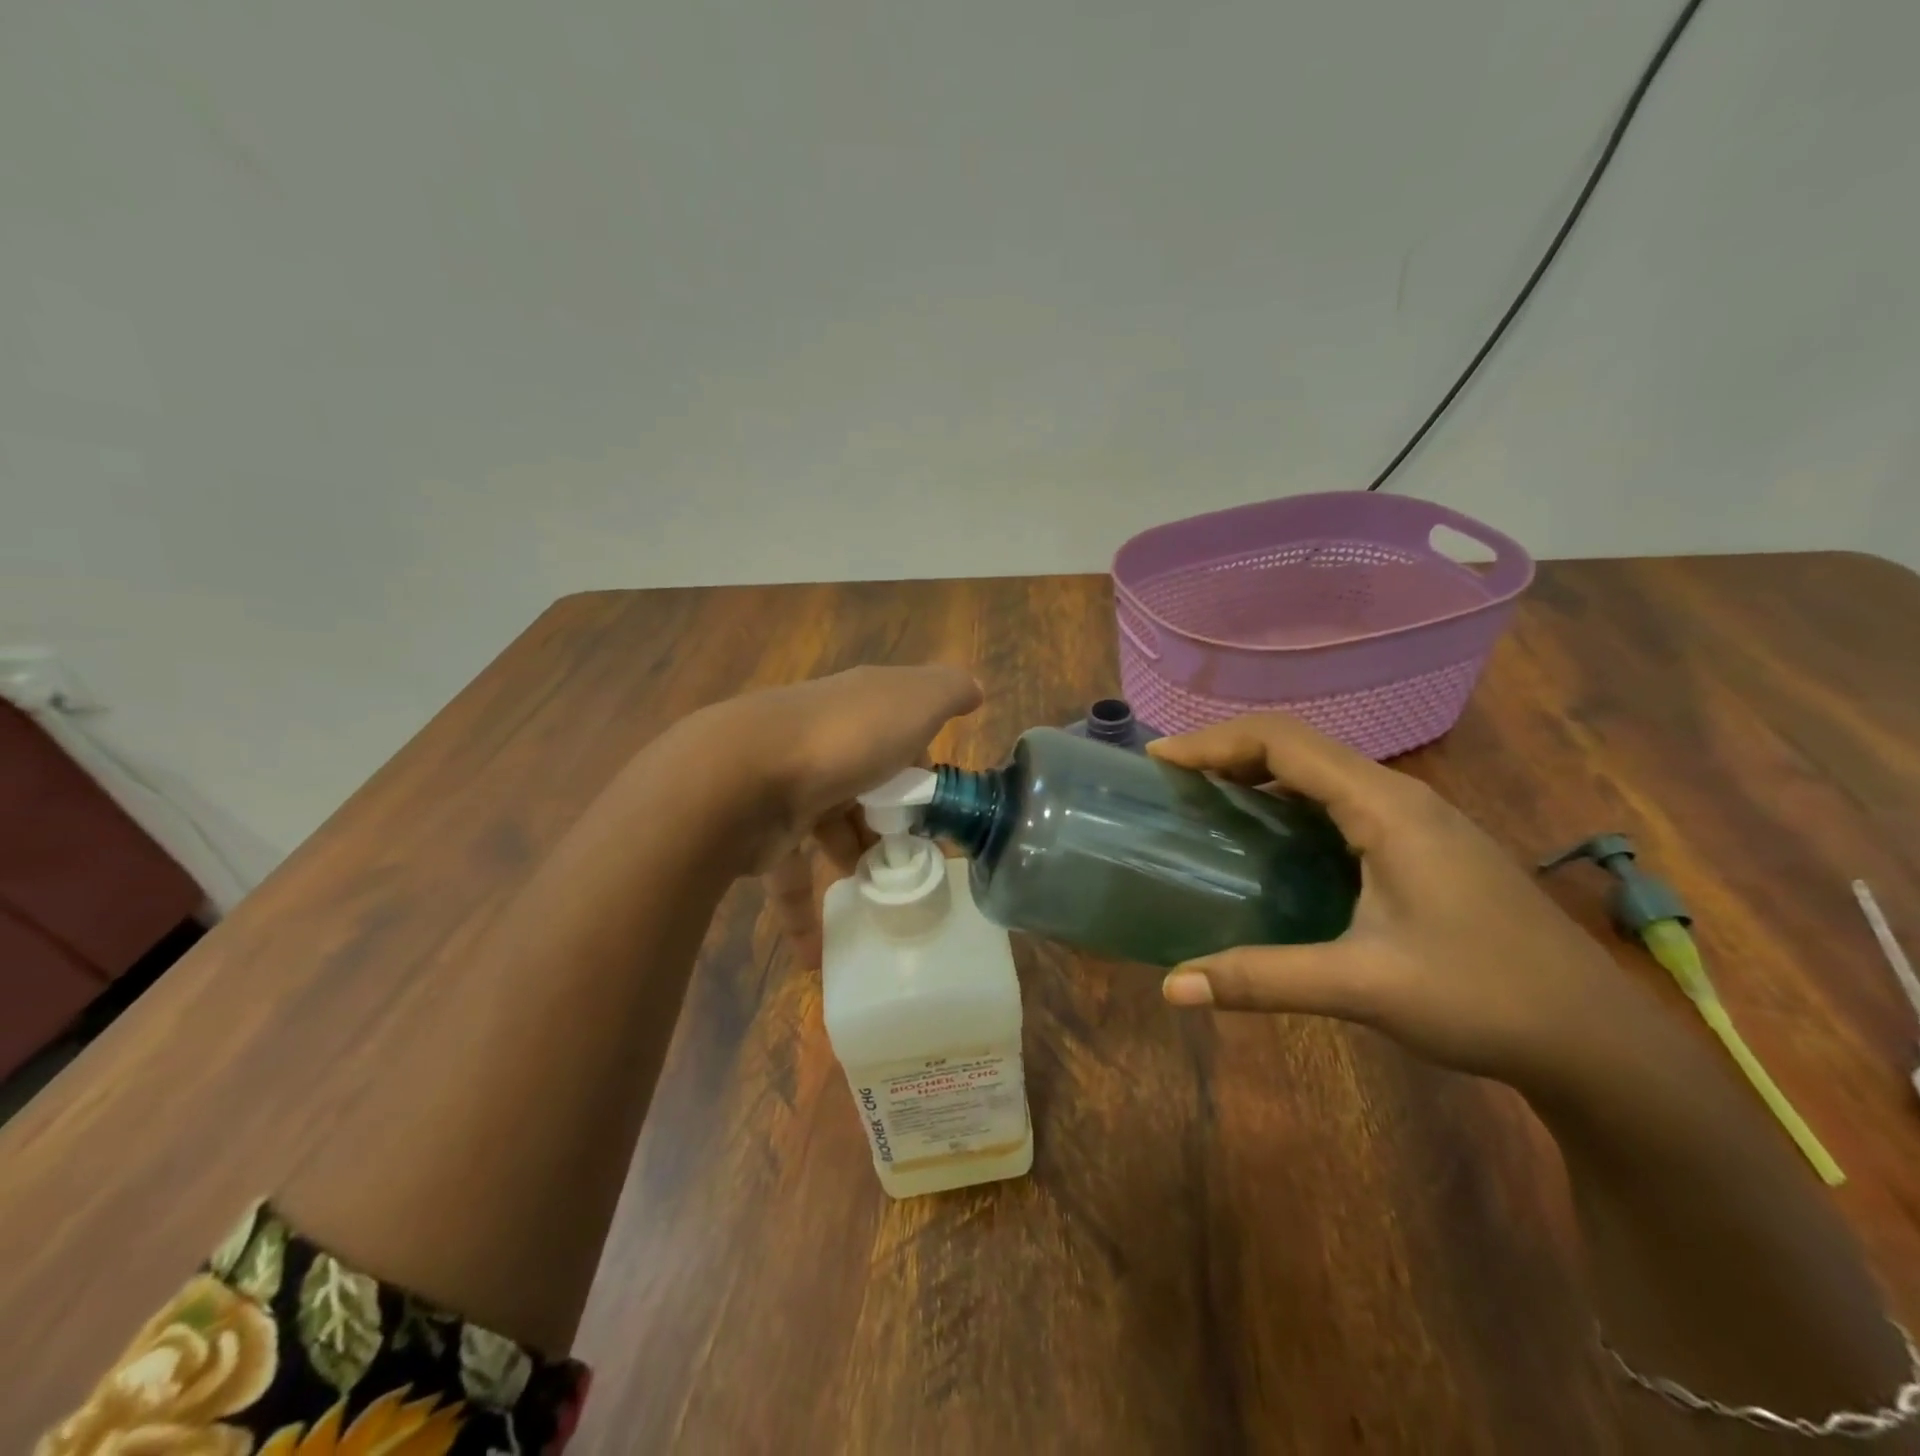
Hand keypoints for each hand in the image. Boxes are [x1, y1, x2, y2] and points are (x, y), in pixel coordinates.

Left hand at [668, 665, 980, 965]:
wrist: (741, 774)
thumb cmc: (846, 737)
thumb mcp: (914, 701)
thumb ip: (948, 692)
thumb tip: (975, 689)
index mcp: (859, 711)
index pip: (898, 736)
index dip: (921, 769)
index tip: (940, 808)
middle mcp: (823, 745)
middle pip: (864, 785)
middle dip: (890, 821)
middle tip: (917, 860)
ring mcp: (787, 789)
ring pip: (828, 830)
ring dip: (854, 861)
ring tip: (884, 899)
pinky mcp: (760, 836)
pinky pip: (789, 881)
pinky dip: (803, 917)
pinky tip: (819, 956)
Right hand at [1149, 715, 1656, 1094]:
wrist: (1595, 1039)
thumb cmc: (1484, 998)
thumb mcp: (1363, 986)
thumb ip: (1262, 979)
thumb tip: (1172, 987)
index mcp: (1386, 807)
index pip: (1283, 741)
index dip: (1213, 742)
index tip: (1158, 761)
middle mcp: (1400, 796)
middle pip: (1298, 745)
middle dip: (1227, 751)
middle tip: (1171, 781)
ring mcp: (1417, 818)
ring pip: (1321, 771)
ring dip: (1258, 773)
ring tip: (1204, 799)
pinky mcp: (1422, 844)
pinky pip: (1339, 800)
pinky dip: (1288, 801)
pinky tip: (1268, 839)